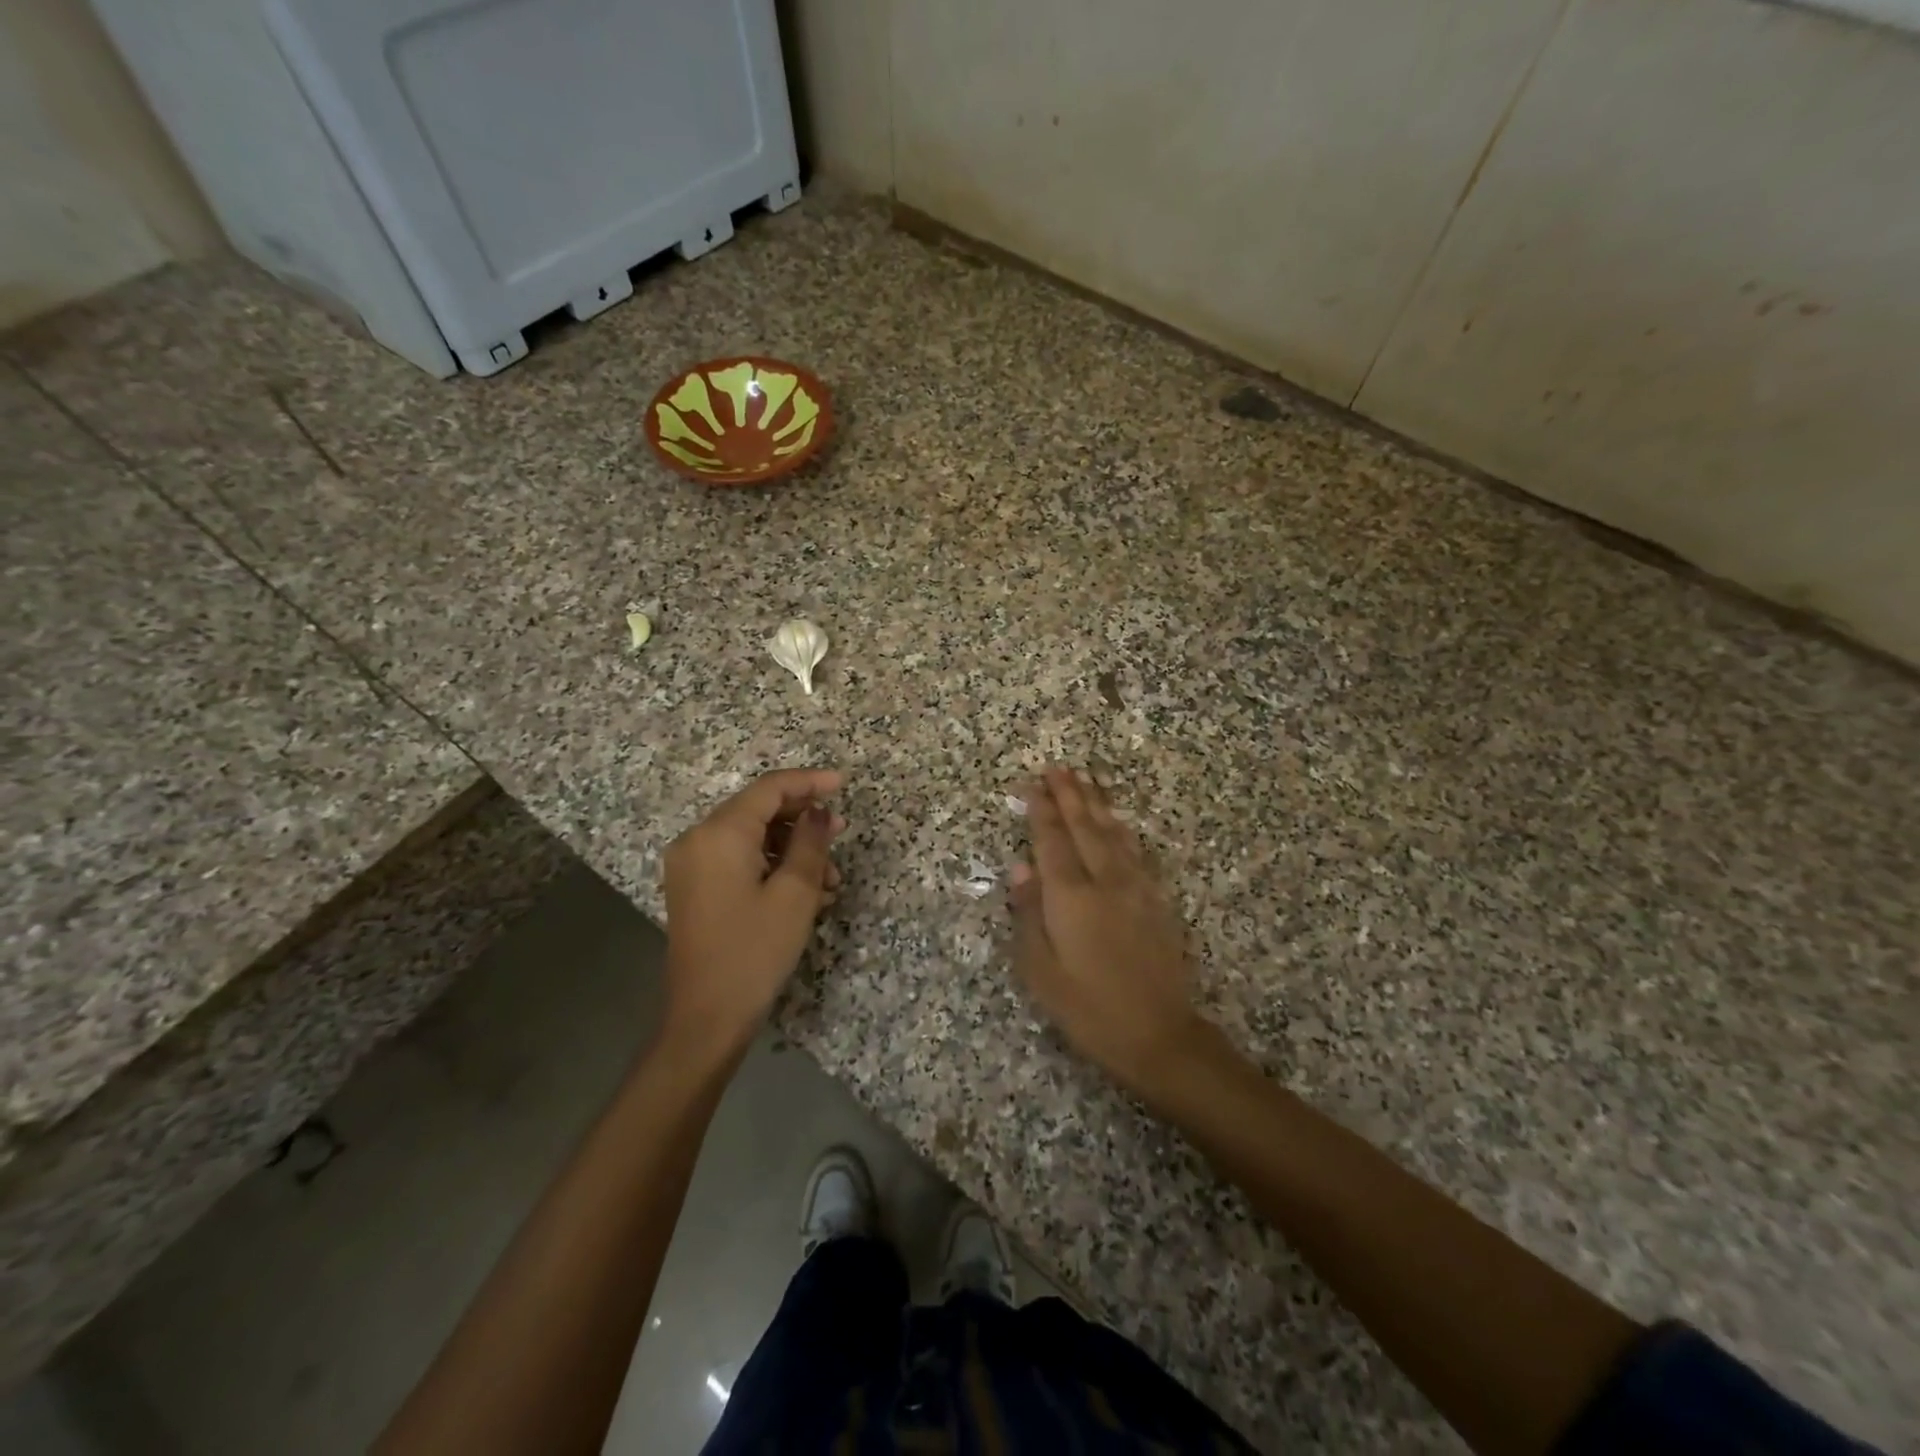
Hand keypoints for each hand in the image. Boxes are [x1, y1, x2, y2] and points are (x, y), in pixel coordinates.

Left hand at [662, 768, 845, 1060]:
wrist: (706, 1018)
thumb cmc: (755, 951)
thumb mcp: (795, 893)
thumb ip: (810, 841)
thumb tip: (818, 811)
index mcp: (719, 834)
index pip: (769, 789)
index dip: (808, 782)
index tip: (843, 784)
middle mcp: (698, 840)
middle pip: (757, 810)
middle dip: (802, 819)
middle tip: (841, 831)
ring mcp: (691, 866)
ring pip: (751, 838)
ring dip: (792, 849)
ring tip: (829, 879)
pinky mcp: (694, 889)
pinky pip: (738, 860)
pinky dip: (771, 866)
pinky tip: (804, 892)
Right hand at [1009, 767, 1210, 1100]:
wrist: (1159, 1034)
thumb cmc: (1088, 1008)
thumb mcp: (1041, 971)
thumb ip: (1029, 914)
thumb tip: (1020, 868)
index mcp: (1070, 896)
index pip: (1051, 841)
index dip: (1042, 810)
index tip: (1034, 783)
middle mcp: (1104, 881)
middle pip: (1084, 827)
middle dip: (1069, 795)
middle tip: (1059, 767)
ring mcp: (1135, 888)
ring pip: (1113, 833)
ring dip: (1098, 803)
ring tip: (1087, 779)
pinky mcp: (1156, 900)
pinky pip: (1136, 852)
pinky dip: (1124, 830)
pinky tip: (1120, 822)